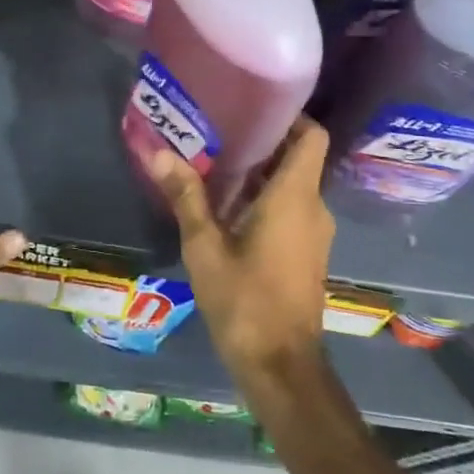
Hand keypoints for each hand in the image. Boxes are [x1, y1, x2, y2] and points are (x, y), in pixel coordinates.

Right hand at [149, 117, 334, 385]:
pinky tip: (227, 206)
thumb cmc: (244, 301)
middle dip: (262, 142)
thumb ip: (186, 197)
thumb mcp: (205, 247)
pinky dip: (265, 198)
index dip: (289, 116)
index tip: (252, 107)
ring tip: (215, 162)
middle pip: (298, 157)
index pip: (311, 135)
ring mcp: (314, 233)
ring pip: (293, 184)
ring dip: (260, 172)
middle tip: (218, 130)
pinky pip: (291, 209)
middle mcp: (313, 207)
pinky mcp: (307, 253)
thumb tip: (159, 153)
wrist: (281, 366)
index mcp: (295, 197)